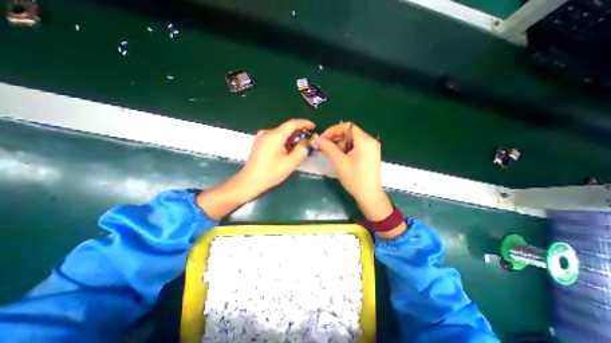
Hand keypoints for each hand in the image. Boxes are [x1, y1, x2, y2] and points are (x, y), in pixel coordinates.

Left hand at [237, 119, 314, 197]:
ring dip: (291, 140)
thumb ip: (301, 151)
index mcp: (275, 135)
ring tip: (298, 150)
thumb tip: (304, 142)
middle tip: (307, 143)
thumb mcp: (290, 163)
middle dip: (298, 134)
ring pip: (281, 134)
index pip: (292, 123)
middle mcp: (267, 132)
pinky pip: (275, 138)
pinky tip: (287, 152)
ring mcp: (262, 137)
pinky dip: (284, 143)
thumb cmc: (270, 173)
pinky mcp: (260, 143)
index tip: (313, 127)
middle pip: (287, 129)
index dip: (304, 123)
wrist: (250, 182)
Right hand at [312, 123, 392, 221]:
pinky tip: (338, 157)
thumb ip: (328, 148)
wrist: (369, 196)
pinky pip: (355, 147)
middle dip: (335, 138)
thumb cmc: (355, 179)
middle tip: (323, 147)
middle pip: (349, 133)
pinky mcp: (369, 155)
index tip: (322, 139)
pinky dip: (345, 150)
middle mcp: (370, 141)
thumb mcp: (339, 162)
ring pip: (351, 140)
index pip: (347, 126)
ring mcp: (371, 148)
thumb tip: (316, 139)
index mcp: (365, 140)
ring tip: (329, 154)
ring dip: (339, 145)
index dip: (332, 130)